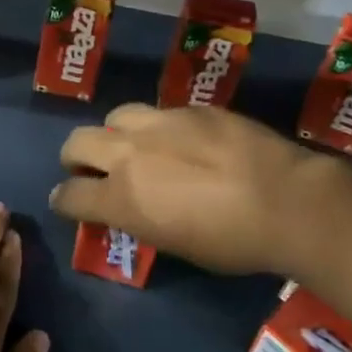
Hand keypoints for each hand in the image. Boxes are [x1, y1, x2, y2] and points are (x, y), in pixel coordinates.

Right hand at [51, 104, 351, 277]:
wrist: (287, 200)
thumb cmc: (233, 242)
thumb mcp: (176, 244)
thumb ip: (142, 219)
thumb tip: (132, 207)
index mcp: (121, 197)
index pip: (70, 195)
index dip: (64, 200)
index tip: (68, 202)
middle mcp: (130, 153)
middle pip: (77, 143)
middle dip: (75, 158)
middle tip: (89, 169)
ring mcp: (160, 123)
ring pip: (116, 116)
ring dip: (116, 134)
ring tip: (136, 146)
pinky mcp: (192, 108)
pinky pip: (162, 112)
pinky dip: (161, 128)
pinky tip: (185, 141)